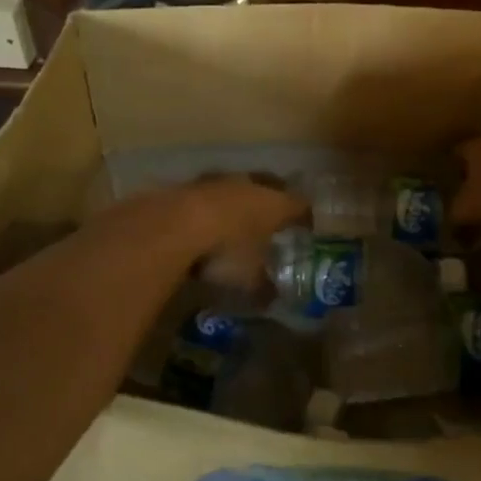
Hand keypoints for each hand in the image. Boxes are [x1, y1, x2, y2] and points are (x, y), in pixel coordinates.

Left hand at [93, 175, 305, 295]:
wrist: (173, 225)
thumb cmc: (226, 251)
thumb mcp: (250, 280)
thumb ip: (264, 288)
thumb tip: (272, 298)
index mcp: (275, 204)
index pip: (299, 204)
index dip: (304, 215)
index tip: (307, 225)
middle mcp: (251, 185)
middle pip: (269, 187)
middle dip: (272, 200)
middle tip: (273, 217)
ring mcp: (218, 181)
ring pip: (236, 188)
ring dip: (238, 200)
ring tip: (237, 218)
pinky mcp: (188, 185)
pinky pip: (207, 196)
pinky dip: (210, 208)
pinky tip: (204, 223)